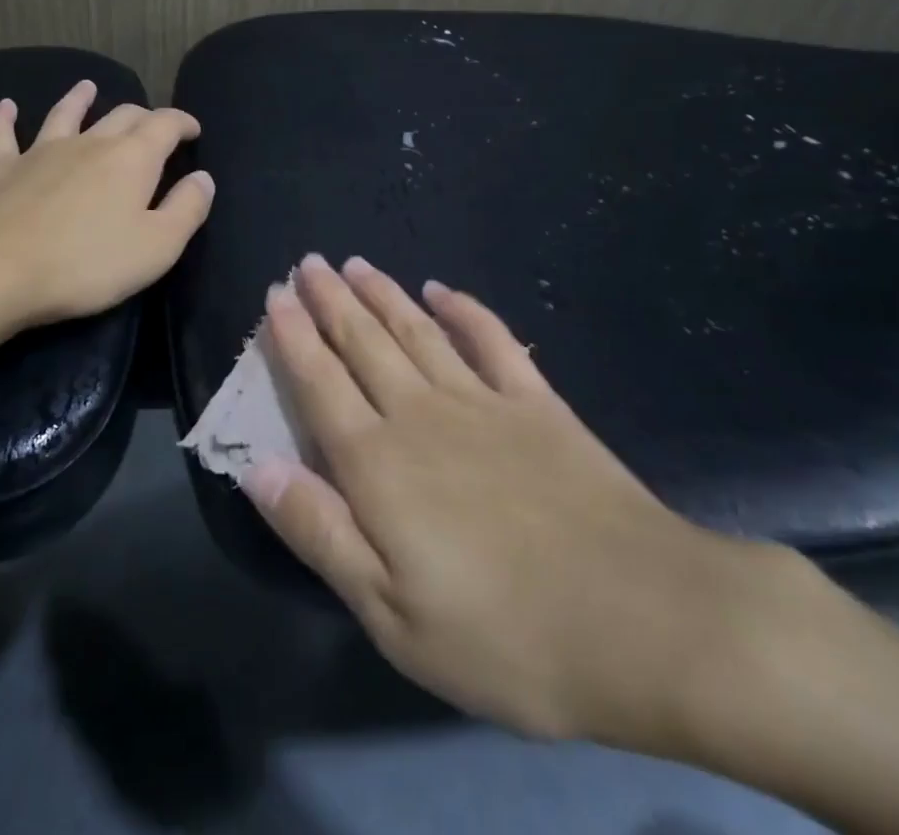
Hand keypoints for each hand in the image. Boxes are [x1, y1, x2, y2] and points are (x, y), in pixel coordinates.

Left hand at [0, 80, 213, 332]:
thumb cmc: (87, 264)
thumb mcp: (157, 246)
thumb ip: (187, 209)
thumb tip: (203, 178)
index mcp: (132, 158)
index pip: (165, 125)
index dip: (182, 122)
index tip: (193, 129)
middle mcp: (89, 142)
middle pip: (121, 116)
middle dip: (142, 116)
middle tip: (152, 125)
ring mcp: (41, 151)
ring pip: (65, 114)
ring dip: (78, 99)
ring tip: (87, 87)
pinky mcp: (0, 168)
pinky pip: (2, 134)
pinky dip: (5, 118)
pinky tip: (6, 106)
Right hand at [245, 253, 805, 752]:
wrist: (642, 619)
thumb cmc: (505, 635)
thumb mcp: (391, 614)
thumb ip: (320, 531)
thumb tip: (257, 467)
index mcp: (379, 464)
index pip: (321, 383)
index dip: (293, 337)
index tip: (275, 296)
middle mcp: (421, 414)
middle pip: (364, 342)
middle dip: (330, 300)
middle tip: (308, 262)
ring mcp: (482, 402)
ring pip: (417, 331)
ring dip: (383, 294)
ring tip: (356, 264)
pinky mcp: (536, 404)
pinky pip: (492, 341)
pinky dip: (465, 310)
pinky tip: (444, 290)